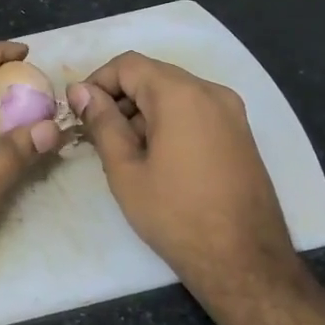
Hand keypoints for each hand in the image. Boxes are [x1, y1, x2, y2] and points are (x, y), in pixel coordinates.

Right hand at [69, 52, 302, 294]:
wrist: (245, 260)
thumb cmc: (176, 215)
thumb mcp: (126, 170)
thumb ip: (102, 123)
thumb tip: (81, 91)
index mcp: (181, 94)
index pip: (128, 64)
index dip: (97, 82)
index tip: (79, 112)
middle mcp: (211, 92)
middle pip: (153, 75)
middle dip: (120, 98)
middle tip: (97, 135)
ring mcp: (232, 112)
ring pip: (174, 93)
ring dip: (143, 111)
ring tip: (125, 152)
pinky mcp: (240, 133)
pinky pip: (195, 110)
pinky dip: (169, 121)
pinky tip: (157, 158)